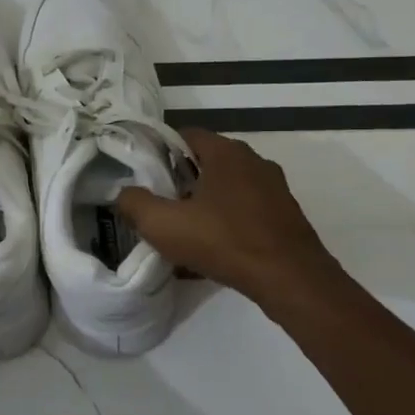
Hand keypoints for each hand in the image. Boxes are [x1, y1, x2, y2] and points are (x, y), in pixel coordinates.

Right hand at [116, 129, 344, 314]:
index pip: (185, 136)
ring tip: (185, 233)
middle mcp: (254, 161)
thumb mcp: (164, 225)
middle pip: (206, 163)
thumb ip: (135, 204)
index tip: (145, 179)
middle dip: (181, 183)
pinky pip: (245, 211)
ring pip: (227, 189)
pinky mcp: (285, 215)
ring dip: (204, 205)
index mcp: (226, 152)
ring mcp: (274, 188)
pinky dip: (226, 223)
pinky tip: (213, 251)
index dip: (160, 154)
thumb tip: (123, 194)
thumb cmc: (224, 241)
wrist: (290, 279)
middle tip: (161, 208)